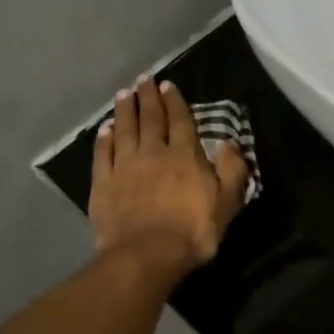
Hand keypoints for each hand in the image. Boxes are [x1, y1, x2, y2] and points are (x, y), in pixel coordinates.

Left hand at [90, 77, 249, 281]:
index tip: (167, 85)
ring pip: (124, 130)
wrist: (146, 255)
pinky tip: (104, 129)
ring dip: (124, 110)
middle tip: (144, 79)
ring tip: (124, 93)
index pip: (180, 121)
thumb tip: (230, 143)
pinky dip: (103, 139)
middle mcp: (153, 153)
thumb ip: (231, 169)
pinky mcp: (103, 184)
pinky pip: (103, 155)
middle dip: (148, 97)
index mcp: (184, 155)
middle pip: (150, 119)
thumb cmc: (193, 230)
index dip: (174, 102)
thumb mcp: (227, 201)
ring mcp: (125, 167)